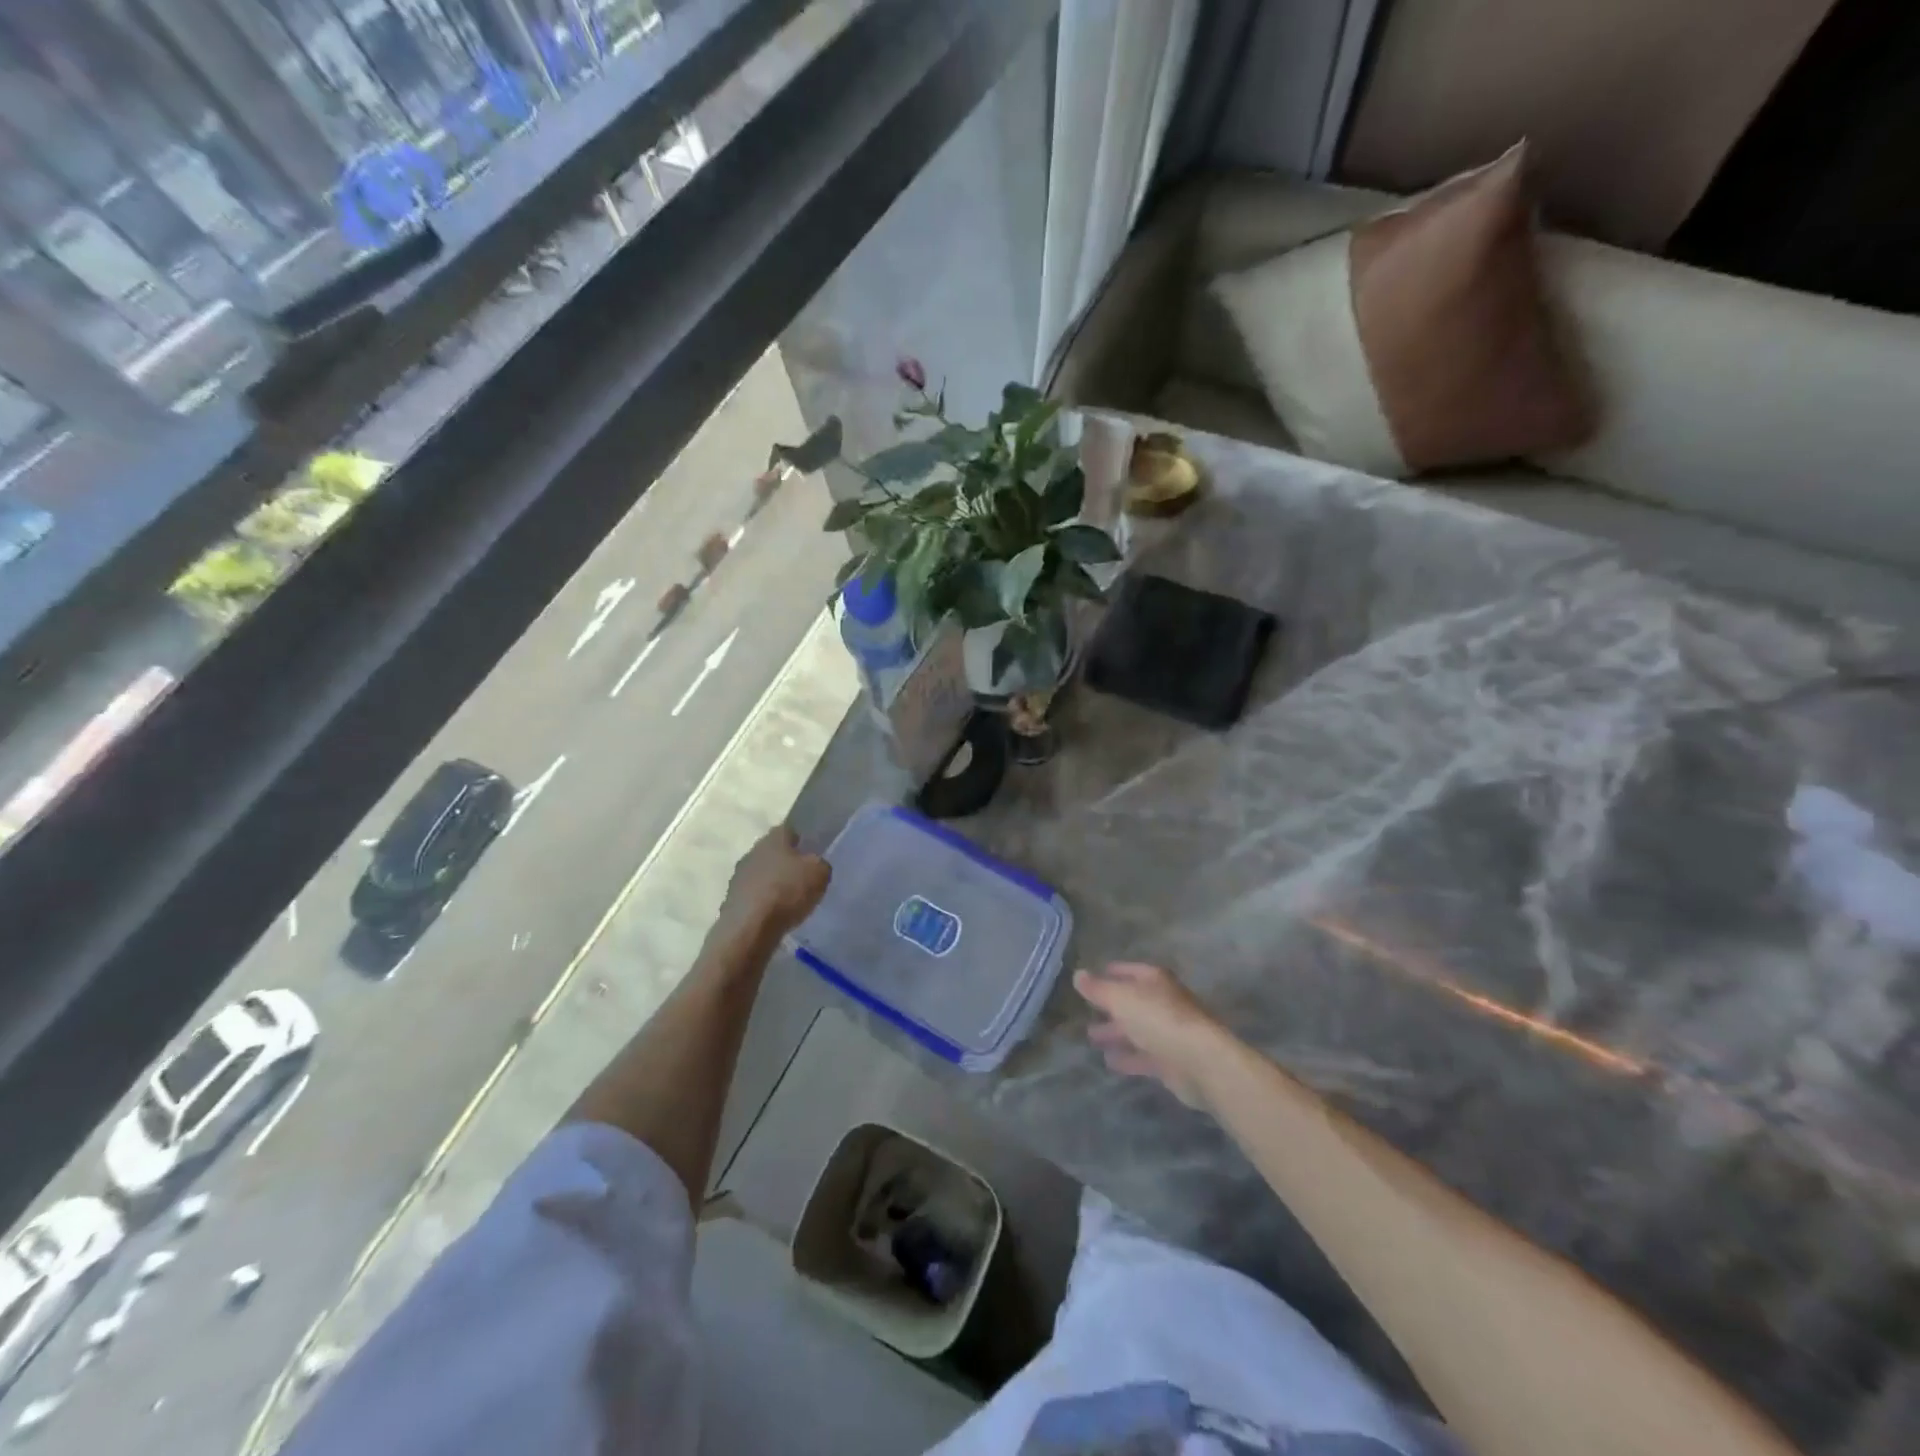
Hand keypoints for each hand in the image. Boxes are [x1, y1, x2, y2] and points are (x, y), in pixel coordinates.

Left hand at [716, 825, 829, 940]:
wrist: (749, 929)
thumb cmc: (787, 891)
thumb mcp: (820, 873)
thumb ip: (821, 864)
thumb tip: (816, 865)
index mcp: (773, 837)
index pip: (791, 828)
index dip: (804, 837)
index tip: (816, 850)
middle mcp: (753, 851)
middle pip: (775, 852)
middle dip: (789, 862)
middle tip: (807, 876)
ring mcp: (739, 877)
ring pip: (764, 874)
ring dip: (776, 883)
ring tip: (794, 899)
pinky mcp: (732, 901)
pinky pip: (756, 896)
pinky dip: (766, 903)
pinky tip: (778, 915)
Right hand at [1074, 961, 1229, 1108]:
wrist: (1200, 1061)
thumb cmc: (1158, 1019)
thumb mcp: (1120, 998)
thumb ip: (1098, 988)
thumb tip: (1078, 974)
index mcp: (1155, 981)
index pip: (1129, 971)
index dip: (1111, 973)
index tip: (1091, 979)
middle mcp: (1164, 1002)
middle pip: (1133, 1002)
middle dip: (1110, 1007)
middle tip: (1085, 1013)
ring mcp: (1169, 1032)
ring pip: (1137, 1029)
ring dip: (1116, 1033)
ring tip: (1092, 1039)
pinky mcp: (1171, 1061)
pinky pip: (1143, 1056)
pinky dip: (1127, 1057)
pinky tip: (1109, 1062)